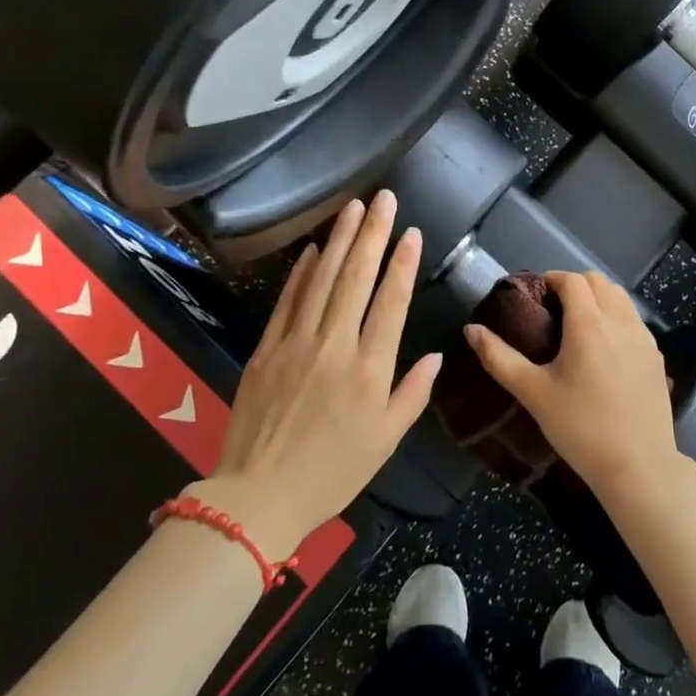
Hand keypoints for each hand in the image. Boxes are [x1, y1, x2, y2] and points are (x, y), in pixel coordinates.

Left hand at [204, 192, 439, 557]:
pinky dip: (301, 273)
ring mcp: (296, 343)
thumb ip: (412, 393)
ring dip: (339, 240)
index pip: (390, 303)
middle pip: (356, 279)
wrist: (258, 497)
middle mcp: (334, 346)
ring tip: (352, 208)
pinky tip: (313, 249)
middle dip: (372, 234)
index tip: (410, 232)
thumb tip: (437, 355)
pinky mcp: (266, 349)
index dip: (402, 264)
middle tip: (382, 198)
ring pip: (322, 280)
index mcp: (369, 370)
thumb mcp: (386, 441)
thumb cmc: (333, 473)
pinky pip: (287, 302)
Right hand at [464, 271, 684, 509]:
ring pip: (620, 298)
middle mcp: (620, 321)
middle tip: (552, 309)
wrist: (638, 466)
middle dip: (574, 285)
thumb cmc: (580, 427)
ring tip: (578, 325)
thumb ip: (499, 357)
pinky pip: (634, 320)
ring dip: (598, 298)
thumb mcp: (533, 393)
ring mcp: (644, 337)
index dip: (550, 279)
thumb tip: (471, 329)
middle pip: (598, 281)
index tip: (534, 296)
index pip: (571, 280)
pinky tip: (604, 348)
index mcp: (588, 323)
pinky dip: (617, 317)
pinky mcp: (657, 356)